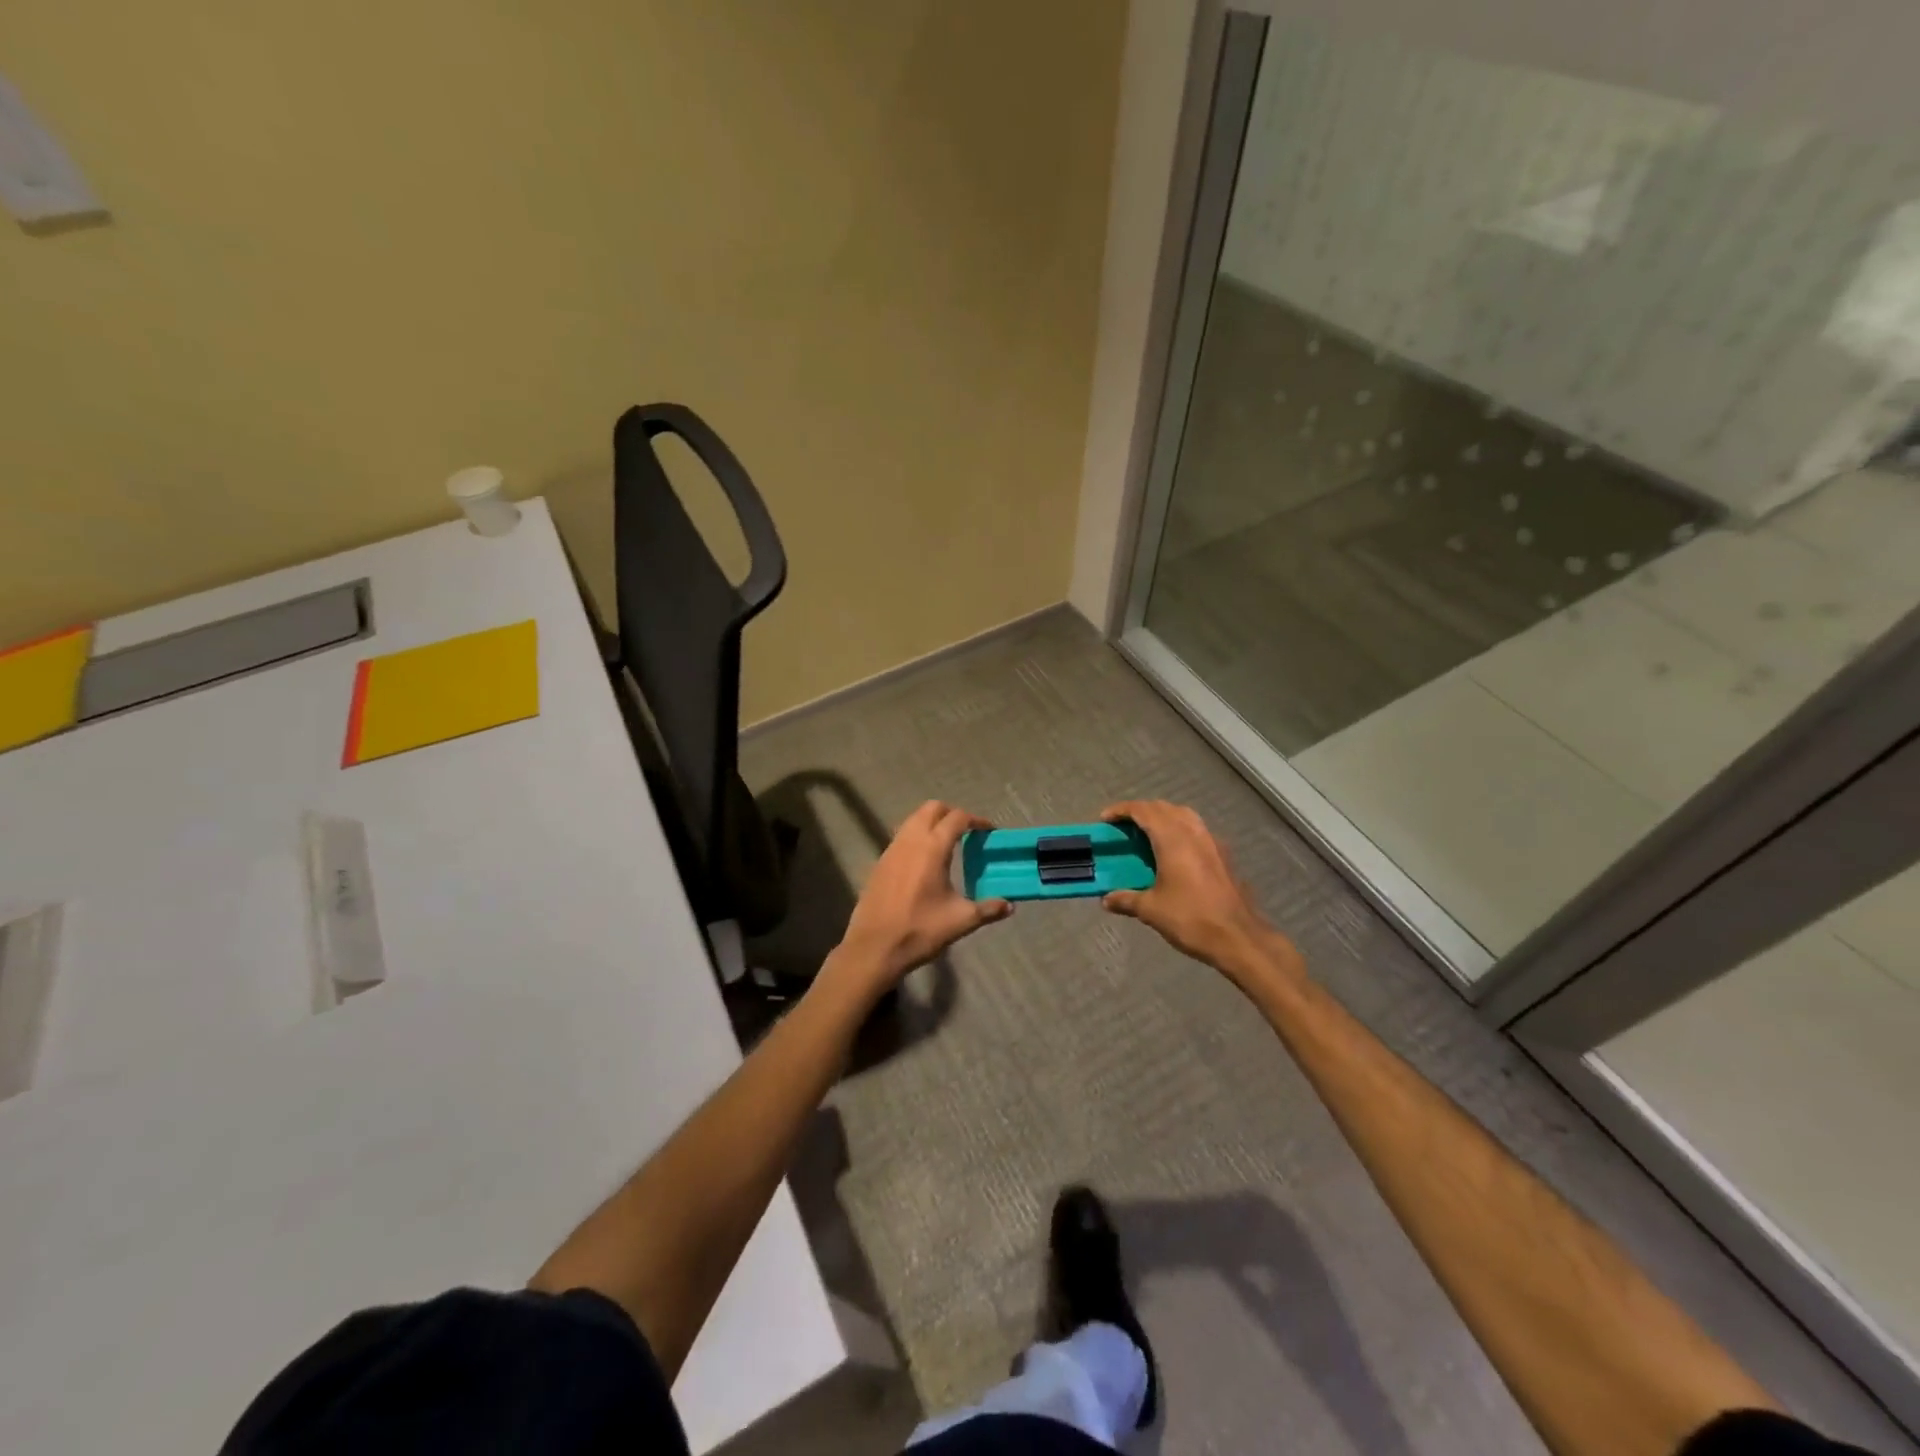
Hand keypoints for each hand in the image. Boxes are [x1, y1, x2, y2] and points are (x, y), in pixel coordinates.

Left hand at [833, 801, 1011, 991]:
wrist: (874, 948)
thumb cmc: (920, 930)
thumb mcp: (961, 921)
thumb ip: (988, 909)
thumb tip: (1009, 906)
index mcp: (932, 848)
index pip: (957, 818)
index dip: (976, 820)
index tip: (988, 831)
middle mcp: (910, 840)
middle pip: (932, 808)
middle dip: (952, 813)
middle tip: (967, 832)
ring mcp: (891, 849)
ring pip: (913, 820)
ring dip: (932, 822)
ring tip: (947, 844)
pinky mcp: (880, 862)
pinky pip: (901, 836)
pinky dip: (916, 837)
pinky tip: (924, 861)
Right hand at [1100, 800, 1303, 991]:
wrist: (1239, 938)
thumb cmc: (1191, 919)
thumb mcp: (1151, 910)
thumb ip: (1126, 899)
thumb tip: (1106, 899)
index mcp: (1172, 840)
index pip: (1144, 811)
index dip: (1122, 810)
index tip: (1105, 819)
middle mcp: (1193, 833)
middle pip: (1164, 808)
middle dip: (1141, 811)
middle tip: (1123, 827)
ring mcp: (1212, 842)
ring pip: (1184, 815)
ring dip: (1162, 817)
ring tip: (1147, 835)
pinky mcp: (1223, 854)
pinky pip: (1196, 829)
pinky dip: (1179, 830)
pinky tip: (1173, 853)